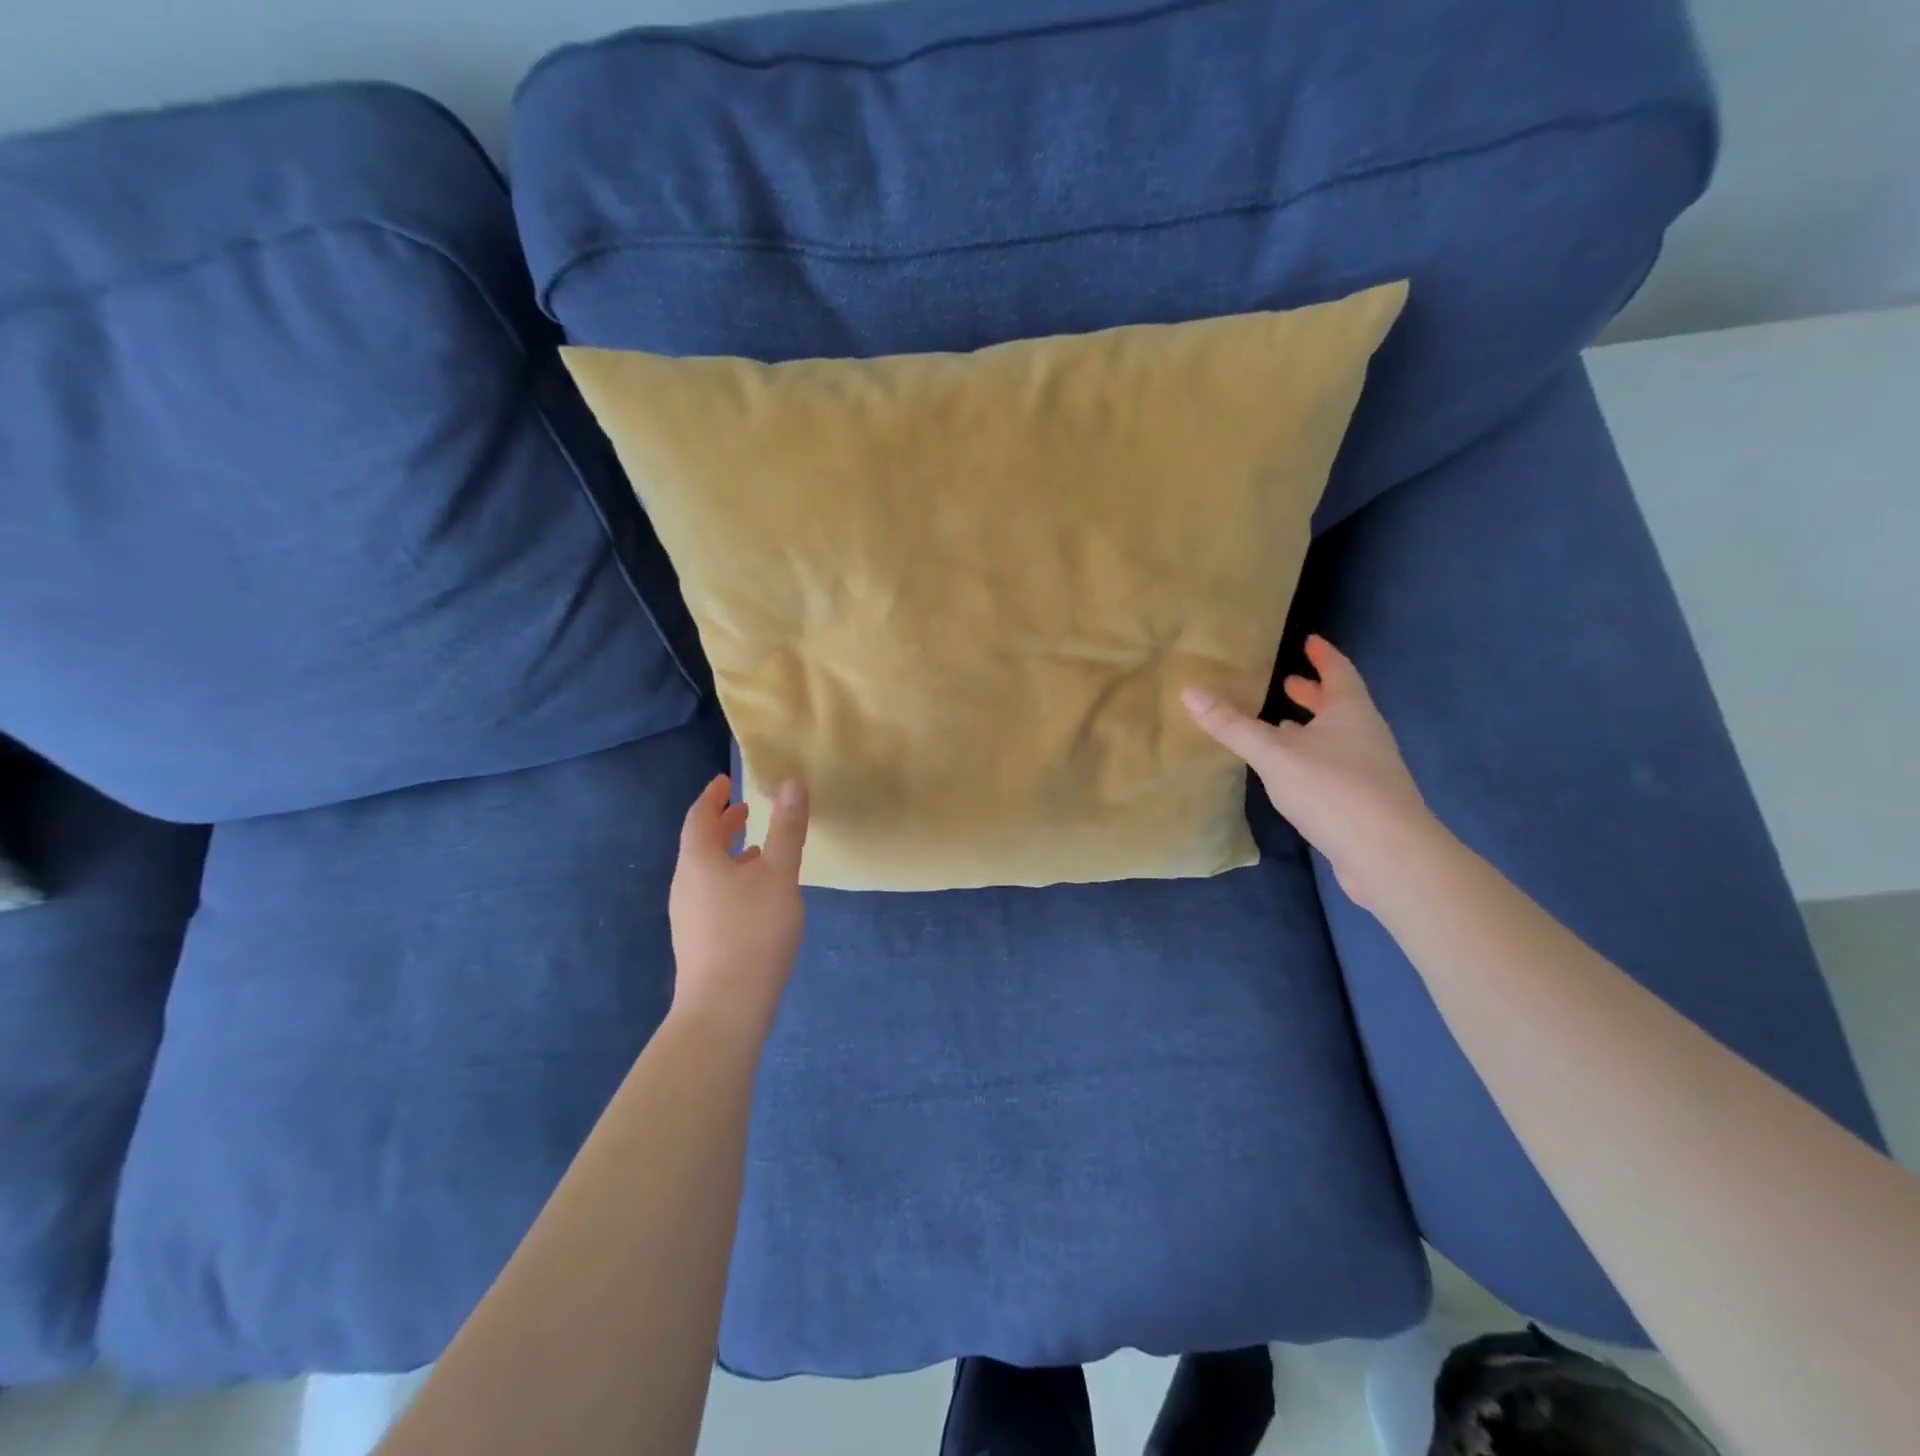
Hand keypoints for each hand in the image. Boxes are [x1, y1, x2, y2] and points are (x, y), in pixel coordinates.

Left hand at [668, 775, 808, 1030]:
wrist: (724, 1008)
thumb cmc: (752, 932)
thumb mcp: (779, 875)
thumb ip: (787, 830)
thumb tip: (792, 784)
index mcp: (698, 861)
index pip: (699, 817)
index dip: (713, 797)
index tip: (727, 781)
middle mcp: (685, 884)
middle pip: (700, 844)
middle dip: (723, 824)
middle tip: (747, 810)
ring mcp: (688, 915)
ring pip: (707, 872)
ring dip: (730, 854)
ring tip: (759, 850)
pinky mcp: (698, 940)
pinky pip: (712, 894)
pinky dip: (732, 879)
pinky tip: (757, 896)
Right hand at [1183, 635, 1436, 910]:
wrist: (1389, 856)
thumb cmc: (1334, 791)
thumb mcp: (1275, 754)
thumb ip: (1232, 725)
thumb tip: (1189, 691)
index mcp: (1350, 712)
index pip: (1339, 671)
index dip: (1323, 655)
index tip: (1309, 640)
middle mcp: (1365, 735)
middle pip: (1340, 704)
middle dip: (1314, 692)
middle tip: (1287, 681)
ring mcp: (1369, 770)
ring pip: (1337, 737)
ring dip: (1312, 727)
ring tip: (1281, 725)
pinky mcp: (1364, 802)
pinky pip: (1334, 766)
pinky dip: (1312, 758)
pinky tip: (1292, 774)